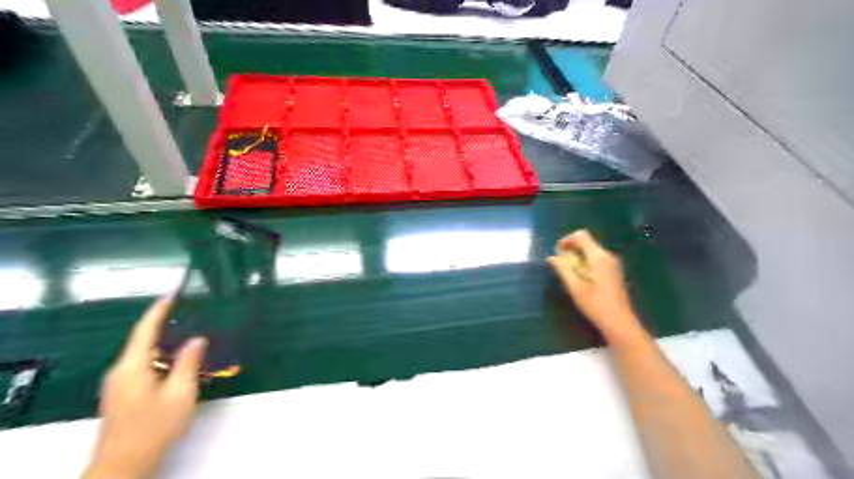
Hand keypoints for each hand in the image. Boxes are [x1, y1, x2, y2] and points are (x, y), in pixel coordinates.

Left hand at [84, 297, 208, 476]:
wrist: (125, 464)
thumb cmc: (154, 427)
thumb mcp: (180, 393)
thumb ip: (188, 362)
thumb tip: (197, 339)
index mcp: (132, 366)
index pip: (145, 330)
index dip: (159, 309)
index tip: (172, 292)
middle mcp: (121, 371)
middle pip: (144, 341)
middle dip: (167, 326)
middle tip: (191, 314)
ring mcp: (119, 384)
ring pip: (146, 355)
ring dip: (167, 345)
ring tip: (192, 337)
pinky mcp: (123, 394)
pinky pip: (145, 367)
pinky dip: (163, 359)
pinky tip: (181, 364)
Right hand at [546, 228, 640, 339]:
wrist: (620, 322)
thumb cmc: (596, 306)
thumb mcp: (575, 288)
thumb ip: (563, 269)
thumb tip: (551, 257)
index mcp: (599, 257)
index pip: (581, 235)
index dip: (566, 240)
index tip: (557, 253)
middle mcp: (608, 256)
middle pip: (586, 242)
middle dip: (571, 249)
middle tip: (560, 264)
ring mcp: (613, 263)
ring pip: (591, 250)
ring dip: (578, 256)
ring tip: (569, 272)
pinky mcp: (614, 271)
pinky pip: (597, 258)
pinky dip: (586, 262)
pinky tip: (581, 277)